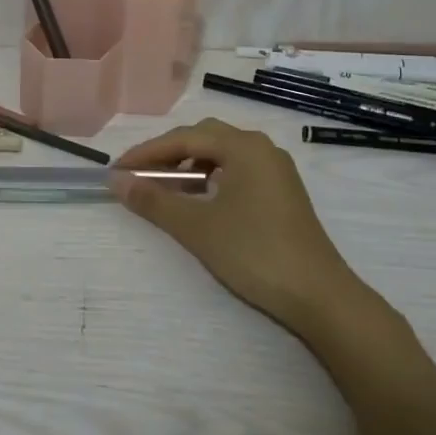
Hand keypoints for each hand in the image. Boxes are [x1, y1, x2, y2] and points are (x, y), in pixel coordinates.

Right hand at [111, 117, 369, 336]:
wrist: (319, 296)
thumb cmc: (254, 253)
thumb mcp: (196, 227)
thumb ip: (153, 200)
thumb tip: (116, 181)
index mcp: (244, 146)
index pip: (183, 138)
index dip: (146, 153)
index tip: (117, 171)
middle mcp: (262, 148)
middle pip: (204, 138)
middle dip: (167, 154)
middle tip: (139, 177)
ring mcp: (276, 171)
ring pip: (222, 155)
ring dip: (189, 166)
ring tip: (165, 190)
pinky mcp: (282, 193)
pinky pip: (237, 171)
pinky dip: (211, 179)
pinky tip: (200, 202)